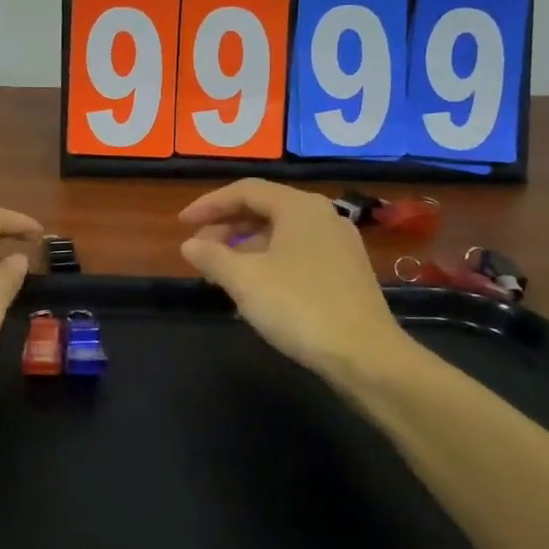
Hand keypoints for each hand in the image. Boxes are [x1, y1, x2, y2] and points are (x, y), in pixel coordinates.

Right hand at [178, 179, 417, 388]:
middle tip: (199, 249)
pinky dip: (269, 261)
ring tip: (221, 271)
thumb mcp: (245, 280)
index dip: (208, 204)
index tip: (181, 224)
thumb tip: (190, 244)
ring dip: (246, 246)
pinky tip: (255, 288)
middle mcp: (323, 216)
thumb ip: (212, 256)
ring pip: (281, 233)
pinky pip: (298, 253)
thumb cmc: (300, 307)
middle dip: (226, 226)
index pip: (245, 191)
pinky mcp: (347, 272)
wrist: (367, 357)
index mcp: (299, 207)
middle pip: (265, 209)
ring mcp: (339, 244)